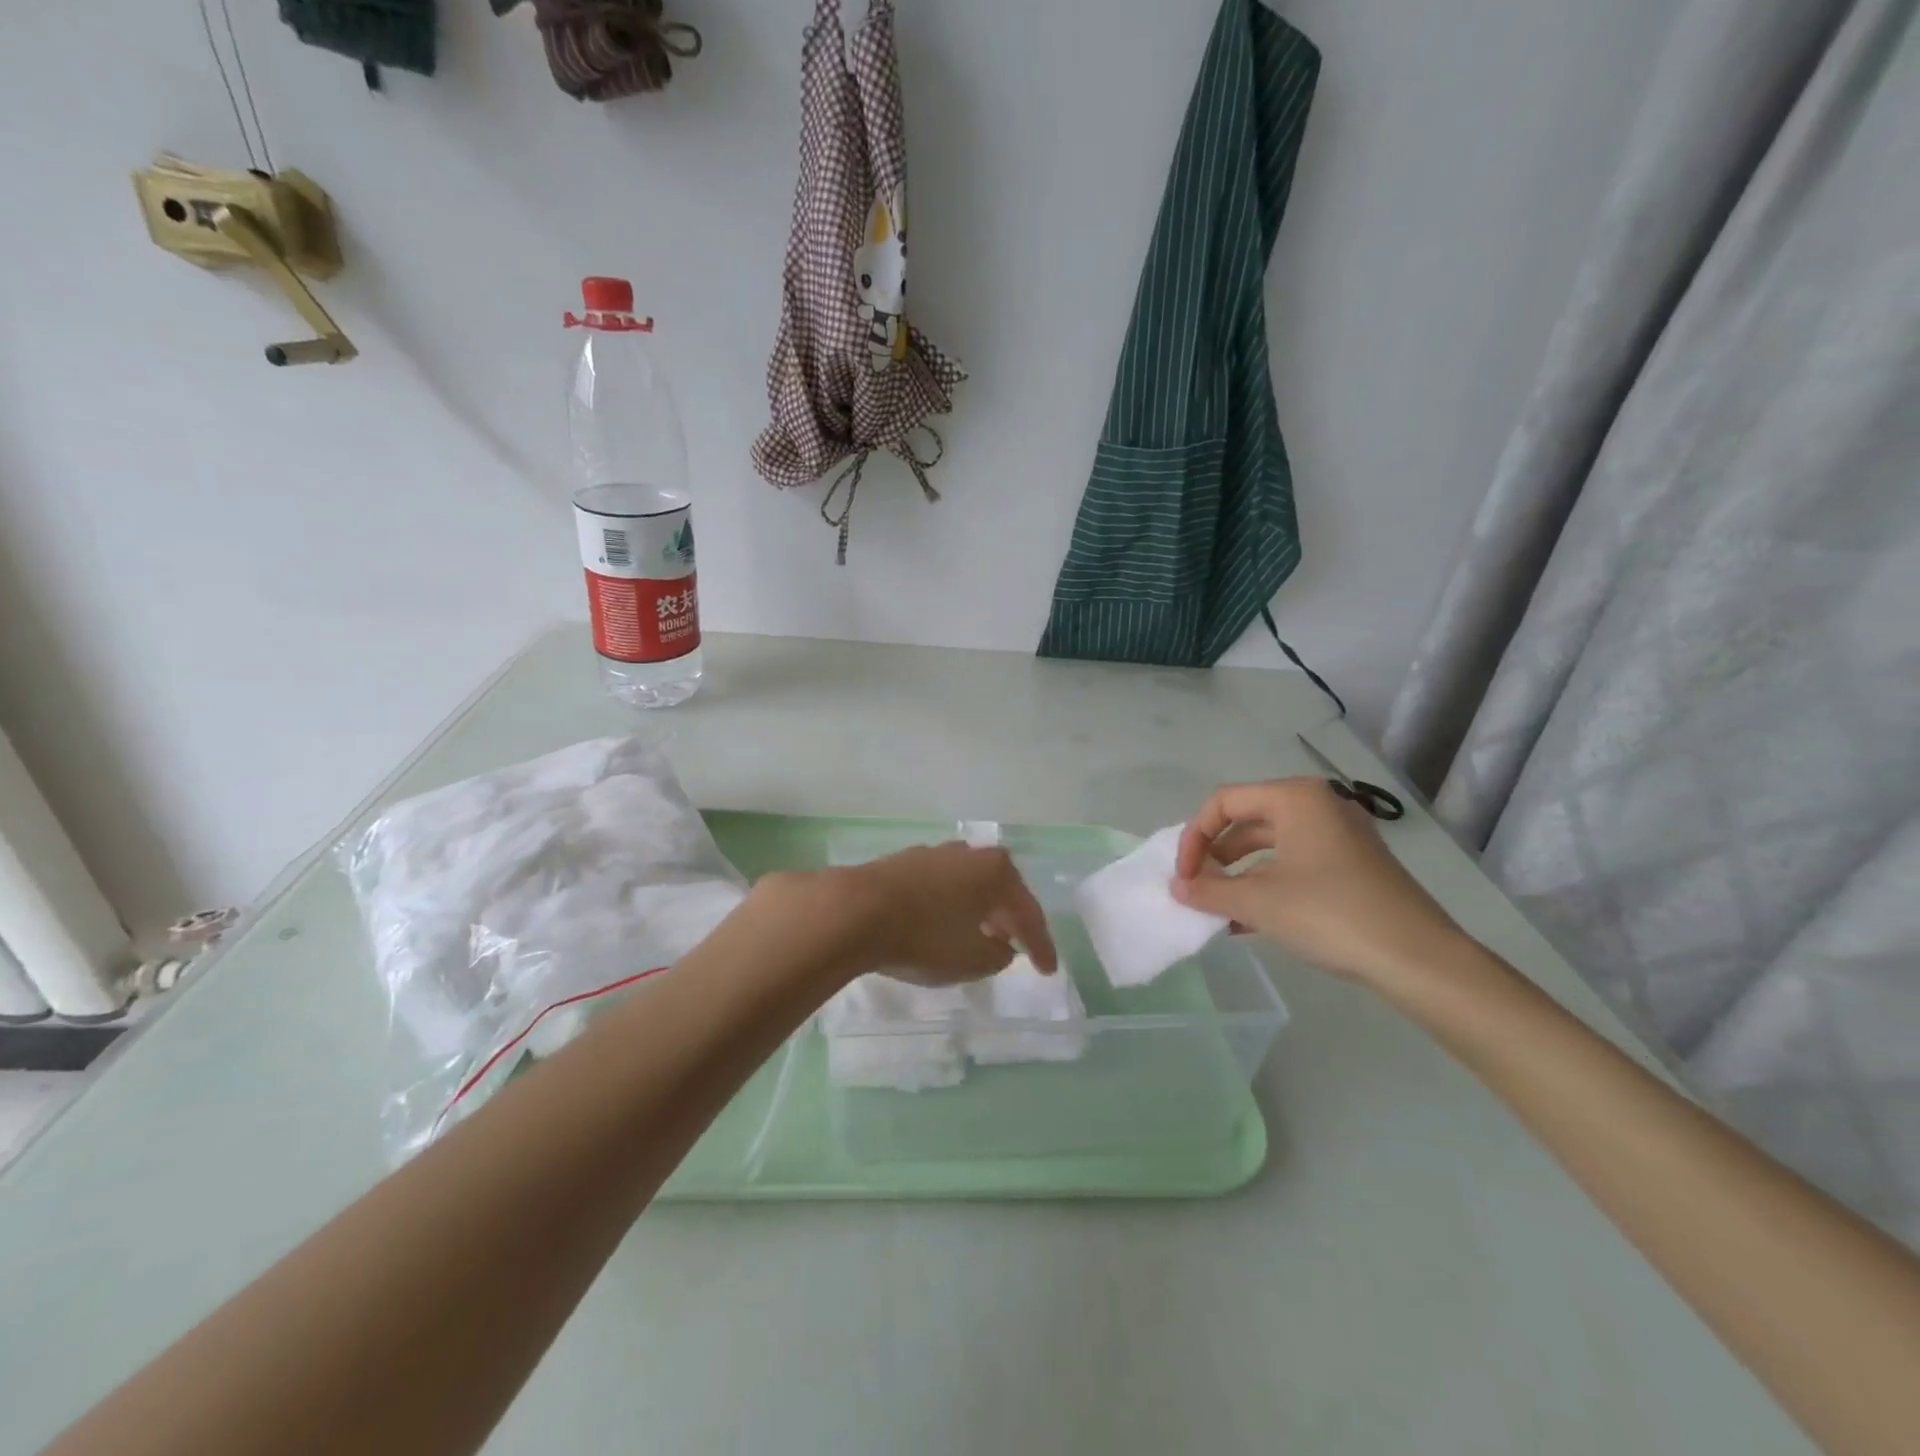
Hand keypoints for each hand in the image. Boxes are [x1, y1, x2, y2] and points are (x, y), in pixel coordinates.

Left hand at [802, 843, 1058, 987]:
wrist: (855, 911)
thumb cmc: (925, 936)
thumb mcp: (973, 960)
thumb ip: (998, 954)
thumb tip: (1001, 945)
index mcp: (996, 871)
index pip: (1028, 913)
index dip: (1041, 946)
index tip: (1047, 972)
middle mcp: (969, 855)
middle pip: (999, 890)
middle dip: (1010, 919)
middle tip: (1018, 947)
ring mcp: (934, 855)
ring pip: (968, 885)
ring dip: (979, 910)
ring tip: (980, 934)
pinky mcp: (903, 863)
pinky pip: (941, 887)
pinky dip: (950, 906)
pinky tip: (943, 923)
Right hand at [1171, 777, 1467, 989]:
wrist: (1419, 959)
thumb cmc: (1330, 914)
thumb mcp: (1259, 903)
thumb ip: (1210, 892)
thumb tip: (1177, 888)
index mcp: (1295, 797)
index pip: (1224, 803)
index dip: (1195, 838)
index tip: (1184, 878)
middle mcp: (1318, 804)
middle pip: (1247, 820)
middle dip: (1216, 856)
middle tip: (1198, 890)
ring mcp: (1340, 835)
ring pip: (1271, 845)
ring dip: (1239, 875)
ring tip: (1219, 909)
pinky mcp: (1353, 864)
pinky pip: (1295, 863)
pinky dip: (1268, 885)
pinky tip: (1250, 922)